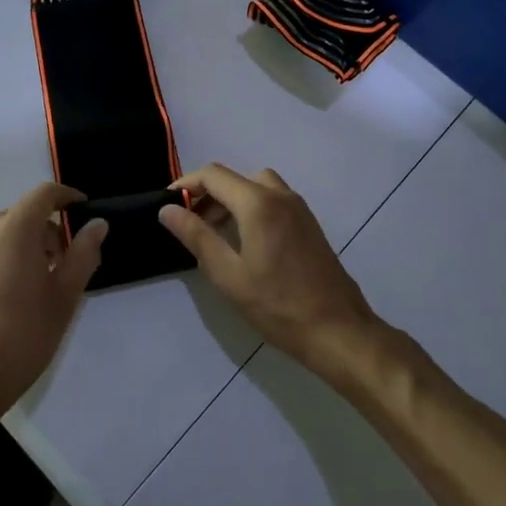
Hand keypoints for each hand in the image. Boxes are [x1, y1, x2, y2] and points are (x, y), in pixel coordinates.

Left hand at [0, 182, 107, 436]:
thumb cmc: (23, 335)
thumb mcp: (65, 296)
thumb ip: (83, 253)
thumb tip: (97, 224)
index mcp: (15, 229)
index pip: (45, 193)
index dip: (68, 197)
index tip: (85, 212)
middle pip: (25, 212)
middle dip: (51, 228)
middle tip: (70, 261)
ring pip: (6, 231)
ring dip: (30, 243)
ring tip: (45, 281)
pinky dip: (9, 255)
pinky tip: (17, 293)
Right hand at [158, 164, 382, 377]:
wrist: (338, 330)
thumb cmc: (278, 306)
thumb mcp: (228, 275)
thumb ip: (196, 236)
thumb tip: (167, 209)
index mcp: (258, 203)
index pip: (213, 175)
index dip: (185, 184)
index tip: (167, 204)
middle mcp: (280, 195)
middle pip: (234, 178)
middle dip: (207, 194)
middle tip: (189, 223)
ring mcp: (299, 208)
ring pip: (255, 186)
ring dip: (231, 199)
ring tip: (215, 232)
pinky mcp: (309, 223)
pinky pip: (273, 200)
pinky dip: (251, 207)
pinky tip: (245, 241)